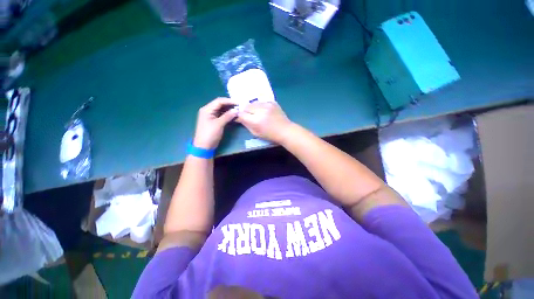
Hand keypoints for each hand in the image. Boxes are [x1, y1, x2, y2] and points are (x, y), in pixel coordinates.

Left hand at [193, 97, 237, 148]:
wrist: (204, 146)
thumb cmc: (210, 134)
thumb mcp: (219, 124)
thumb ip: (227, 116)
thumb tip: (236, 110)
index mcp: (207, 109)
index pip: (219, 101)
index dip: (229, 101)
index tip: (239, 103)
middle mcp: (208, 110)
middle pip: (220, 104)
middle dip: (229, 104)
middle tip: (239, 106)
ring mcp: (210, 115)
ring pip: (221, 109)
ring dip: (229, 109)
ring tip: (238, 110)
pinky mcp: (213, 120)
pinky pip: (221, 114)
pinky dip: (227, 114)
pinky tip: (233, 115)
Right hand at [237, 102, 292, 143]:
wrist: (285, 130)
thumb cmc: (270, 135)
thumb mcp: (255, 133)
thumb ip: (246, 124)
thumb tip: (238, 117)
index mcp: (256, 120)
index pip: (241, 113)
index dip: (240, 115)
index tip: (241, 117)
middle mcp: (261, 110)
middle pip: (246, 106)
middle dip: (246, 110)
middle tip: (250, 115)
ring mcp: (267, 105)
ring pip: (254, 102)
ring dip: (253, 107)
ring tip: (257, 113)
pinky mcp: (272, 102)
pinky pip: (262, 101)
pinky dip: (260, 105)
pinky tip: (264, 111)